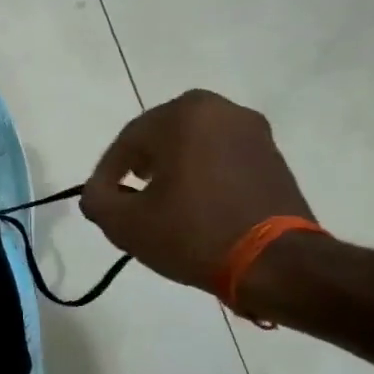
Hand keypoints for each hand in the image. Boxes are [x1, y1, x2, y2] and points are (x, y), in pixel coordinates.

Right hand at [79, 90, 313, 292]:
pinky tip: (194, 206)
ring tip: (160, 204)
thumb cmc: (193, 233)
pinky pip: (221, 158)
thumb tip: (97, 194)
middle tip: (127, 198)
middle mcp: (221, 110)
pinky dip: (202, 175)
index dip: (106, 174)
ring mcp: (254, 131)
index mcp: (183, 115)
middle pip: (161, 137)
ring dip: (172, 170)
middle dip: (140, 166)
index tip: (100, 202)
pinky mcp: (273, 157)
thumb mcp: (125, 223)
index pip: (127, 141)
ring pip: (193, 146)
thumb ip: (97, 200)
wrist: (276, 263)